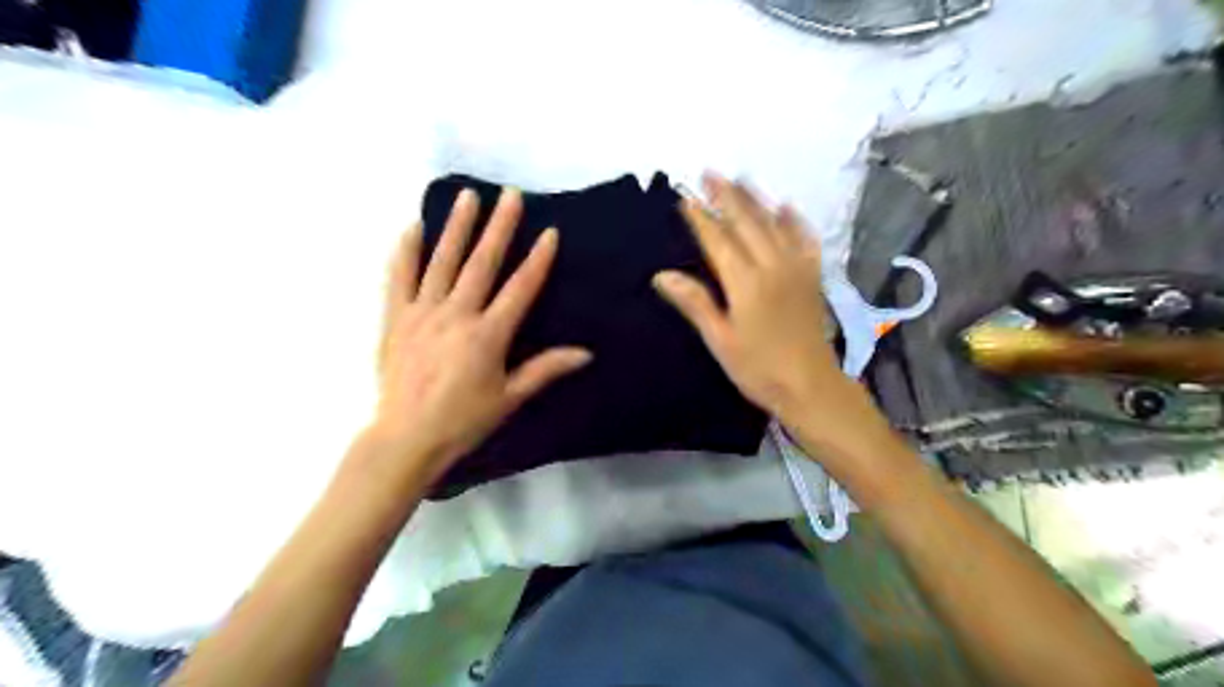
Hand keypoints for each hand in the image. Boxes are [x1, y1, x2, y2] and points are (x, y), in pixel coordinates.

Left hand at [367, 187, 592, 483]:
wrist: (406, 437)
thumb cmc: (463, 421)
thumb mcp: (510, 398)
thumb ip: (545, 369)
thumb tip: (586, 353)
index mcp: (488, 335)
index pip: (519, 288)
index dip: (538, 259)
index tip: (549, 231)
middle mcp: (457, 314)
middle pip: (482, 263)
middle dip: (499, 227)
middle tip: (510, 194)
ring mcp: (422, 312)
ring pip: (443, 261)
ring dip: (457, 226)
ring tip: (468, 196)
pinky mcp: (395, 318)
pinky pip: (399, 277)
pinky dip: (406, 251)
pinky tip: (415, 227)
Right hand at [656, 175, 846, 415]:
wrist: (810, 386)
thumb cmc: (758, 368)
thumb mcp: (720, 340)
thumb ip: (695, 303)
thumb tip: (661, 275)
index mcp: (745, 282)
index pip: (718, 239)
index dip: (700, 217)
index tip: (685, 197)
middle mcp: (772, 265)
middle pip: (746, 222)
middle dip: (726, 196)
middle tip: (709, 173)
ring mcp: (796, 268)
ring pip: (774, 223)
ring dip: (755, 199)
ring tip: (740, 178)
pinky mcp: (812, 276)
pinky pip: (804, 238)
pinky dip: (794, 220)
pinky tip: (786, 206)